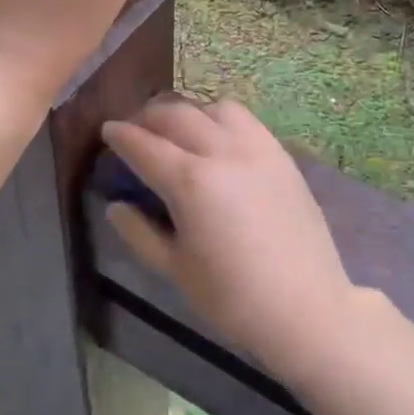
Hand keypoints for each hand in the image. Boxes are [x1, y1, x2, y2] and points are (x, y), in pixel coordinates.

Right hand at [100, 98, 357, 373]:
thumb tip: (115, 205)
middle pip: (176, 114)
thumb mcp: (176, 270)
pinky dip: (220, 118)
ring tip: (177, 131)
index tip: (107, 130)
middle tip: (135, 129)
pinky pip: (244, 118)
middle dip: (148, 117)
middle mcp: (221, 151)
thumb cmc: (233, 298)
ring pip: (212, 108)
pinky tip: (217, 138)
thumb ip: (140, 232)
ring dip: (187, 112)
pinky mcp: (279, 152)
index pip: (144, 145)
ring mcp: (255, 147)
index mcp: (190, 181)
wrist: (307, 306)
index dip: (120, 135)